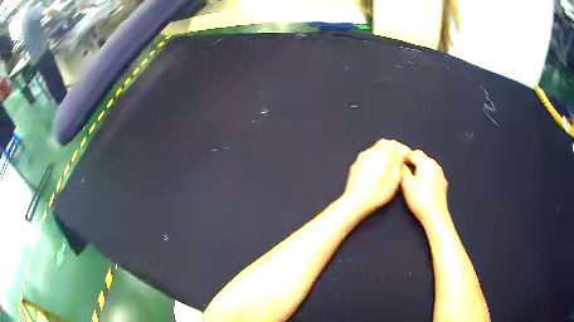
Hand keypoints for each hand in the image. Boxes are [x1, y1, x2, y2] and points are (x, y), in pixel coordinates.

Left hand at [343, 139, 409, 213]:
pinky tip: (379, 170)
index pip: (393, 143)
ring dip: (385, 153)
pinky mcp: (356, 166)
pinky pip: (369, 157)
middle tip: (401, 161)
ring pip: (375, 149)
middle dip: (394, 149)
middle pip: (384, 144)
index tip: (407, 158)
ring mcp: (361, 158)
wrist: (355, 202)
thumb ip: (398, 161)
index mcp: (379, 153)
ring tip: (391, 166)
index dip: (402, 149)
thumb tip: (402, 150)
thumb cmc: (378, 192)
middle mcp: (369, 152)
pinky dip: (376, 159)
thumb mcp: (393, 178)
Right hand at [401, 150, 449, 225]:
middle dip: (411, 159)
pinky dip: (426, 173)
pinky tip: (422, 183)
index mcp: (426, 163)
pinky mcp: (442, 182)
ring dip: (419, 166)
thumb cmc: (419, 199)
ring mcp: (440, 173)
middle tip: (402, 168)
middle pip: (421, 156)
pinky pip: (432, 172)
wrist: (435, 215)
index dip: (403, 156)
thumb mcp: (407, 185)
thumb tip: (400, 163)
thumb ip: (403, 171)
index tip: (395, 162)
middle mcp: (435, 164)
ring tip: (411, 175)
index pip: (412, 153)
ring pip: (427, 164)